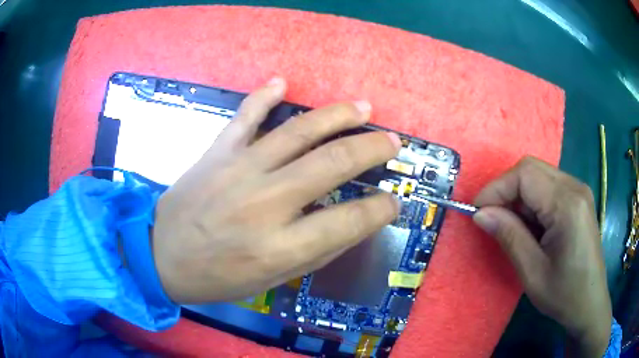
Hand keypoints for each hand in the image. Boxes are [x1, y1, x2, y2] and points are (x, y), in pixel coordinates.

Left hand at [152, 78, 400, 303]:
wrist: (160, 255)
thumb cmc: (216, 277)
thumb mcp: (271, 281)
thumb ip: (315, 252)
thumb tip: (353, 224)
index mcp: (278, 247)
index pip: (347, 221)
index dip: (379, 209)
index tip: (393, 202)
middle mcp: (263, 204)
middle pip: (331, 164)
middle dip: (371, 148)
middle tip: (391, 141)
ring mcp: (238, 171)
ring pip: (298, 132)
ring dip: (337, 116)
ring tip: (363, 107)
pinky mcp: (216, 153)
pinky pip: (245, 116)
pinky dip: (263, 96)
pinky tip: (282, 82)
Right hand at [473, 156, 610, 356]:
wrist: (590, 302)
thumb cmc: (564, 294)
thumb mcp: (532, 272)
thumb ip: (508, 237)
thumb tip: (480, 214)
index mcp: (567, 204)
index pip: (525, 174)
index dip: (497, 188)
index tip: (478, 212)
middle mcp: (575, 187)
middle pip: (531, 168)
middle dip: (506, 189)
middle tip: (492, 219)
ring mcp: (579, 191)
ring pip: (539, 175)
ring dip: (519, 196)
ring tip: (511, 226)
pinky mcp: (578, 199)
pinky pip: (549, 186)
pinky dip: (532, 200)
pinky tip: (531, 225)